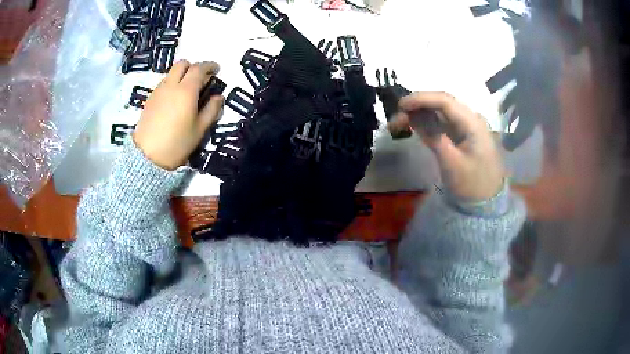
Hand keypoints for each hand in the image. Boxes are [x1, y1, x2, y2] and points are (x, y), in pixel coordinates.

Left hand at [133, 60, 223, 170]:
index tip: (216, 69)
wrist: (147, 156)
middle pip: (182, 64)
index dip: (210, 66)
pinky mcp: (150, 100)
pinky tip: (174, 100)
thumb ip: (212, 110)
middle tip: (200, 78)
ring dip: (182, 75)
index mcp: (186, 91)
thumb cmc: (177, 143)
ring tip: (187, 91)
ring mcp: (158, 91)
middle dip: (193, 67)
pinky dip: (172, 84)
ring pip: (171, 73)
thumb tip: (219, 97)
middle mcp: (171, 86)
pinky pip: (163, 83)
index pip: (199, 68)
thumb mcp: (200, 129)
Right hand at [390, 92, 503, 201]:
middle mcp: (470, 119)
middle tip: (396, 118)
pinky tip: (413, 127)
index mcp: (473, 123)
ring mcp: (466, 126)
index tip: (401, 105)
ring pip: (439, 112)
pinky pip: (442, 122)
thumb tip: (413, 117)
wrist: (486, 201)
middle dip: (418, 106)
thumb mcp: (451, 163)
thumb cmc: (472, 184)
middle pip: (441, 103)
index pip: (445, 101)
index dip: (422, 99)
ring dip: (420, 114)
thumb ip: (434, 137)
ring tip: (399, 123)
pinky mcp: (461, 134)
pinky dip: (427, 123)